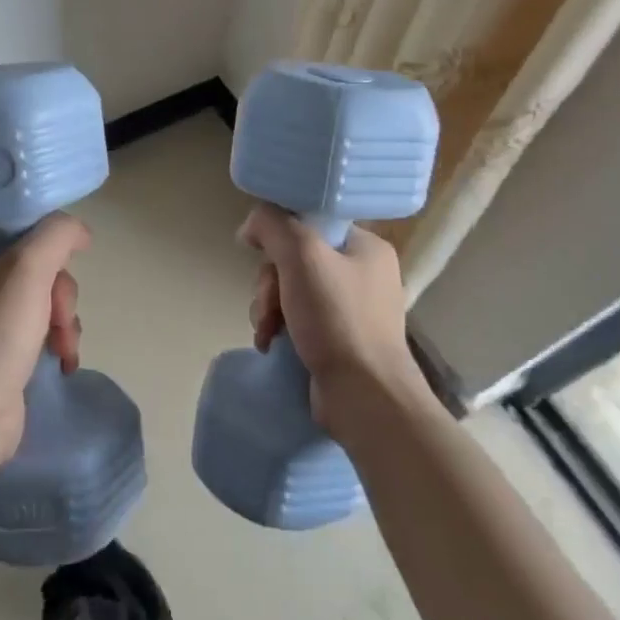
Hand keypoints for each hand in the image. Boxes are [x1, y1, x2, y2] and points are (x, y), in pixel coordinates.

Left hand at [0, 213, 89, 473]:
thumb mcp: (28, 268)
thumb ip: (56, 235)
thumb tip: (78, 231)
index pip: (10, 230)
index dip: (43, 244)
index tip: (61, 266)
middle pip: (30, 268)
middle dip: (57, 293)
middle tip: (59, 317)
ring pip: (38, 301)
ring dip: (62, 320)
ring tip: (63, 347)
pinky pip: (33, 332)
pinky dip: (53, 342)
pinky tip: (62, 361)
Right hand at [241, 205, 426, 440]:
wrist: (363, 396)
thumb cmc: (337, 319)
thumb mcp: (302, 256)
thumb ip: (274, 226)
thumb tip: (252, 225)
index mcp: (366, 246)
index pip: (310, 223)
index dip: (279, 236)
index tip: (260, 254)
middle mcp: (363, 274)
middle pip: (295, 259)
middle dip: (271, 283)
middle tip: (270, 304)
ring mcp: (351, 309)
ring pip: (291, 291)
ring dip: (270, 308)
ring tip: (268, 331)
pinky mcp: (338, 340)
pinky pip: (298, 319)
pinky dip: (279, 329)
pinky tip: (271, 343)